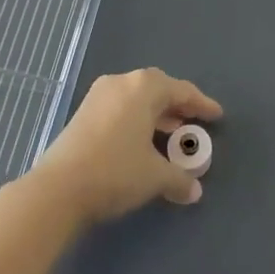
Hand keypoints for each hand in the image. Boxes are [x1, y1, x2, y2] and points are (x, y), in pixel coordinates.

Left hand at [30, 68, 221, 223]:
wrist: (58, 188)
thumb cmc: (115, 172)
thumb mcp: (155, 177)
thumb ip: (179, 178)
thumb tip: (194, 190)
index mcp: (143, 88)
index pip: (181, 90)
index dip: (201, 104)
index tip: (216, 115)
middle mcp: (121, 83)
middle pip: (157, 88)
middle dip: (177, 105)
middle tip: (193, 121)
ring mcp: (98, 96)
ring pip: (136, 98)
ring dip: (156, 113)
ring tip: (171, 132)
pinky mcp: (83, 113)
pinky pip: (120, 108)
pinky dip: (136, 119)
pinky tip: (142, 141)